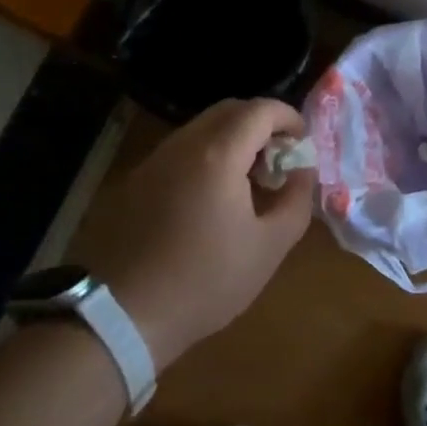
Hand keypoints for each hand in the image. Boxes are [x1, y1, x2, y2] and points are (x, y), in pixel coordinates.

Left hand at [74, 98, 313, 370]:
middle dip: (262, 124)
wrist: (123, 316)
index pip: (261, 109)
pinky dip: (208, 154)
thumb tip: (303, 170)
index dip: (289, 117)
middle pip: (231, 110)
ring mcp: (156, 159)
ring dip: (234, 139)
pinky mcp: (138, 179)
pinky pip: (182, 150)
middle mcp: (184, 144)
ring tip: (249, 178)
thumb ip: (297, 199)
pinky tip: (213, 195)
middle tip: (279, 157)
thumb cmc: (205, 281)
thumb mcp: (269, 246)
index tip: (303, 142)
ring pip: (203, 127)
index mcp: (218, 153)